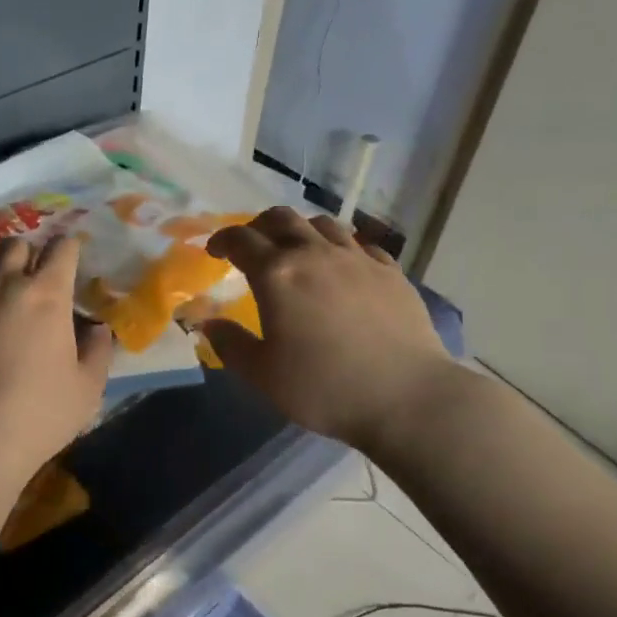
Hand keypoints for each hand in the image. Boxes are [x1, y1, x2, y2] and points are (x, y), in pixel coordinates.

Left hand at [0, 236, 115, 481]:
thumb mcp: (86, 392)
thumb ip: (97, 353)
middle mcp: (1, 284)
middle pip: (14, 245)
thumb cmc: (36, 417)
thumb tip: (98, 328)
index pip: (62, 250)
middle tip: (25, 279)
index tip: (68, 258)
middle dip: (24, 255)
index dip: (67, 249)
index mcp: (46, 296)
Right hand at [203, 207, 454, 448]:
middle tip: (252, 244)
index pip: (240, 240)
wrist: (407, 398)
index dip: (222, 240)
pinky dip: (341, 247)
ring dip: (300, 230)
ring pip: (322, 224)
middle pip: (281, 218)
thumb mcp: (263, 375)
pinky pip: (360, 244)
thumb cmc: (324, 388)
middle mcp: (314, 254)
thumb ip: (230, 344)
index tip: (214, 252)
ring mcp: (357, 259)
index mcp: (276, 275)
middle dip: (259, 226)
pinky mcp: (390, 272)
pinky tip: (341, 267)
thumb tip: (208, 324)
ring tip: (296, 250)